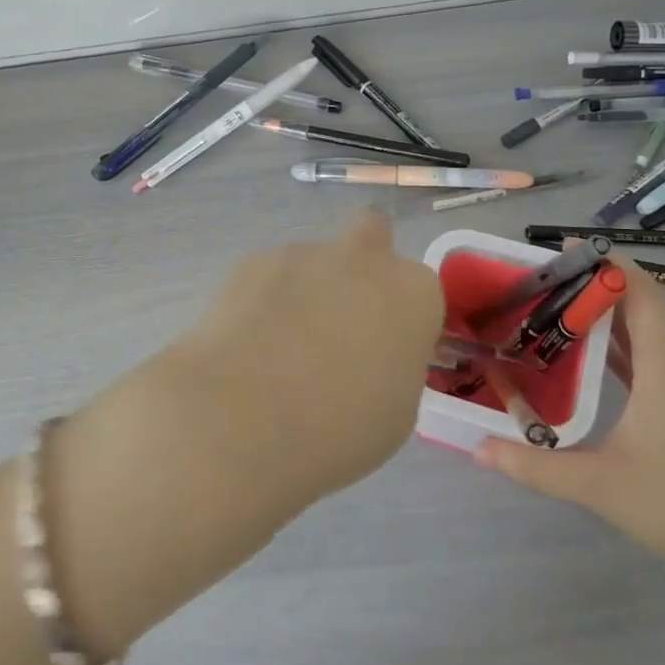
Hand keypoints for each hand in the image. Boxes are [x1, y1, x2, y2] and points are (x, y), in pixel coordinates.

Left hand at [171, 210, 445, 506]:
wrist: (244, 417)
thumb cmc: (340, 428)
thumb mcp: (396, 412)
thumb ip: (392, 365)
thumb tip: (368, 357)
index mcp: (413, 293)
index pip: (420, 293)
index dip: (402, 322)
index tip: (384, 354)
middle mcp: (363, 258)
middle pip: (371, 236)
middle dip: (361, 266)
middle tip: (340, 322)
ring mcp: (304, 253)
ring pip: (314, 262)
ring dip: (306, 291)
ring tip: (277, 351)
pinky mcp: (252, 261)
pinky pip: (269, 276)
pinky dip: (263, 300)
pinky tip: (246, 343)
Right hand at [474, 254, 664, 592]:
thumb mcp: (600, 486)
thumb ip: (536, 467)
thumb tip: (478, 449)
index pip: (643, 295)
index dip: (609, 263)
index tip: (565, 248)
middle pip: (641, 308)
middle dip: (596, 286)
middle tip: (543, 280)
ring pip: (646, 336)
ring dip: (606, 316)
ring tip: (555, 310)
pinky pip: (649, 363)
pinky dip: (618, 348)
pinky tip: (587, 360)